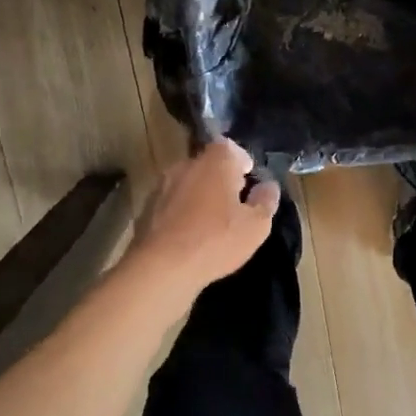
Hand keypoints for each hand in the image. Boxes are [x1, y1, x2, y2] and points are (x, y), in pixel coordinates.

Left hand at [127, 139, 278, 303]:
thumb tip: (268, 186)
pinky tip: (189, 236)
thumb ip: (266, 201)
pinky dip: (182, 212)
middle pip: (208, 164)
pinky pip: (172, 202)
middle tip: (234, 205)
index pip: (230, 147)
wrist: (161, 267)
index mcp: (215, 162)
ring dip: (200, 196)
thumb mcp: (256, 226)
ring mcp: (162, 185)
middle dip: (221, 180)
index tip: (249, 182)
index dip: (242, 162)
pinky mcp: (147, 208)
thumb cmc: (216, 241)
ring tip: (211, 223)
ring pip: (188, 184)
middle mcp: (186, 165)